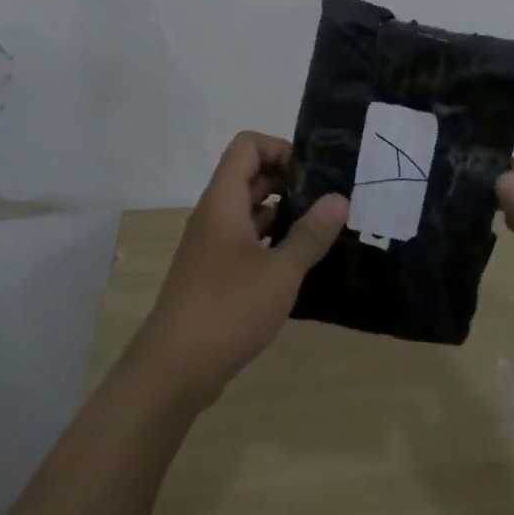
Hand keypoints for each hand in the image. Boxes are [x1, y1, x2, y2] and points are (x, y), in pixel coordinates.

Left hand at [133, 131, 347, 404]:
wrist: (175, 368)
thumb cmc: (228, 308)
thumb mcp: (280, 271)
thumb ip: (310, 234)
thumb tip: (339, 199)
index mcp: (223, 202)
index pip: (246, 146)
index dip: (280, 148)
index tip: (313, 174)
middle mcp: (214, 216)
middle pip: (249, 176)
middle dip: (288, 181)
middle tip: (328, 200)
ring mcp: (211, 246)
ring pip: (248, 211)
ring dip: (282, 214)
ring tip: (322, 230)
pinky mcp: (214, 274)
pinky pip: (245, 241)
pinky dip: (271, 242)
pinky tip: (299, 262)